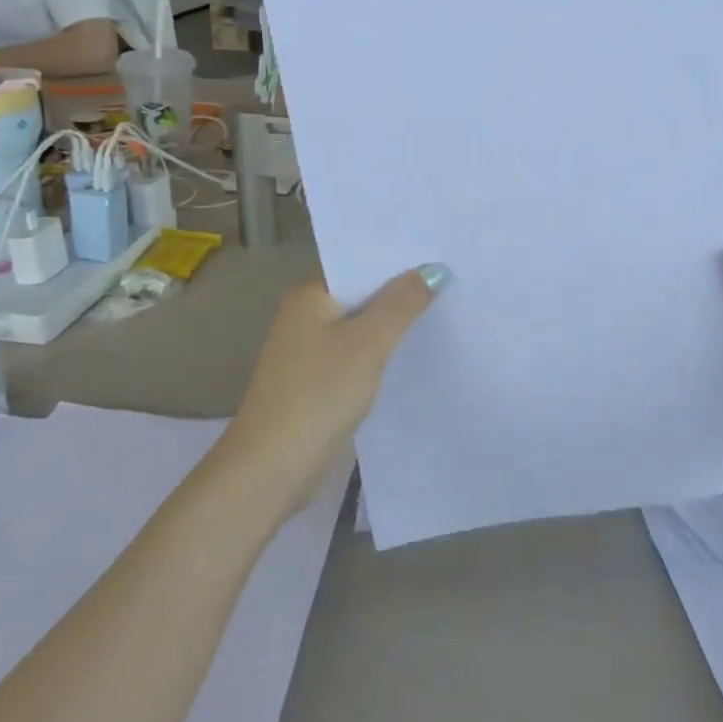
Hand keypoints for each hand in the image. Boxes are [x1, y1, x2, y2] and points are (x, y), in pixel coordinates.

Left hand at [223, 266, 448, 504]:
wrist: (271, 469)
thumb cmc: (318, 394)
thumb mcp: (368, 344)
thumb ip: (401, 304)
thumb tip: (433, 268)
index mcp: (309, 295)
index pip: (358, 262)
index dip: (397, 258)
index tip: (438, 252)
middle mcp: (304, 315)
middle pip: (360, 293)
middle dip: (399, 291)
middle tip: (451, 280)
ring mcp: (306, 351)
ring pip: (359, 326)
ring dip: (391, 324)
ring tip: (442, 311)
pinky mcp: (314, 382)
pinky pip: (354, 354)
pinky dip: (379, 352)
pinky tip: (410, 355)